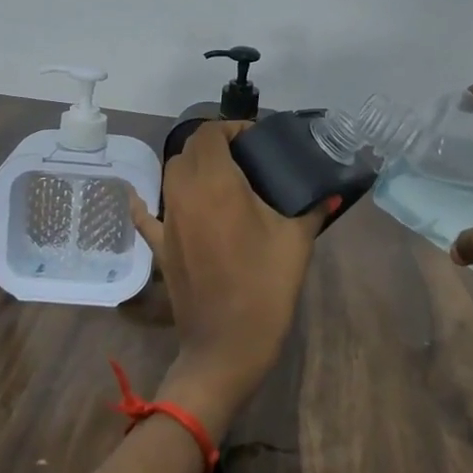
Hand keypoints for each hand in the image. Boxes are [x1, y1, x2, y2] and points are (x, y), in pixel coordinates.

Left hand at [130, 121, 323, 436]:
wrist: (228, 345)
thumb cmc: (266, 287)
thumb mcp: (297, 242)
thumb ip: (313, 210)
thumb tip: (332, 194)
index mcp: (218, 184)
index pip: (211, 134)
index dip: (231, 127)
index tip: (255, 138)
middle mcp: (185, 194)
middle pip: (189, 150)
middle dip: (213, 144)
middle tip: (243, 157)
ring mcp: (168, 221)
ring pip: (171, 175)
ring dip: (191, 167)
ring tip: (220, 178)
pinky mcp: (160, 248)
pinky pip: (146, 216)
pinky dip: (144, 202)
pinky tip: (140, 196)